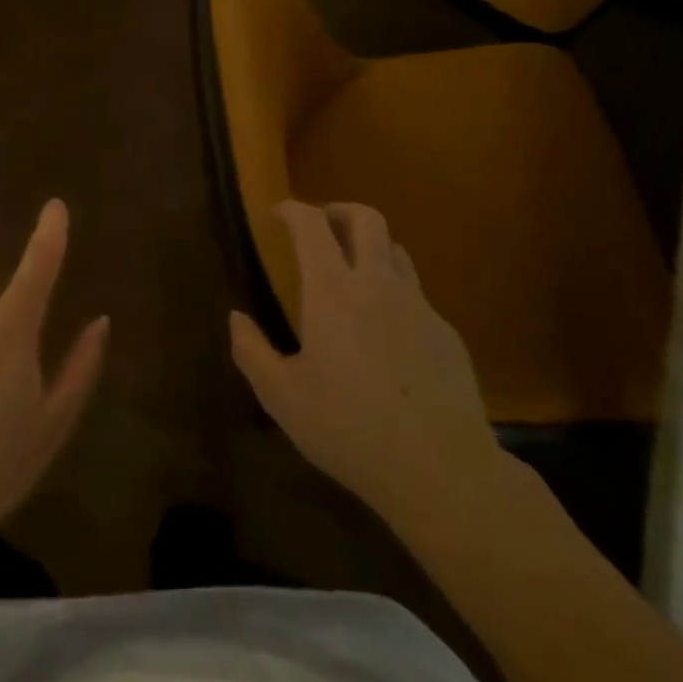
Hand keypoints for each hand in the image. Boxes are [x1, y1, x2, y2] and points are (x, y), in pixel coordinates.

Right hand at [230, 202, 501, 516]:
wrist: (444, 472)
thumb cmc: (351, 430)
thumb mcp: (283, 398)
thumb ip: (252, 352)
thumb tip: (236, 317)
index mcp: (332, 291)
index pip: (312, 224)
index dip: (292, 209)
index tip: (276, 215)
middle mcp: (378, 284)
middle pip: (366, 218)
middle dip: (339, 211)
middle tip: (320, 226)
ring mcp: (419, 306)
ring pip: (396, 251)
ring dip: (370, 248)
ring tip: (353, 272)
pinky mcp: (447, 333)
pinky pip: (416, 294)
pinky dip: (394, 293)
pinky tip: (386, 333)